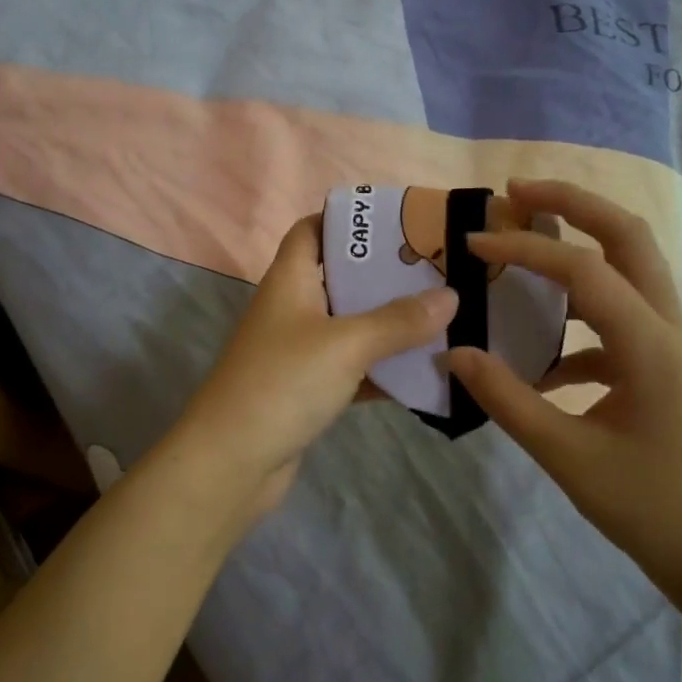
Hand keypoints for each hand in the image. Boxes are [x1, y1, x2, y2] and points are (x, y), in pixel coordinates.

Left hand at [177, 215, 456, 515]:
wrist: (232, 462)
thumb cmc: (283, 383)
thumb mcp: (346, 344)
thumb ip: (398, 320)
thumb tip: (450, 296)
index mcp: (289, 280)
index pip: (311, 230)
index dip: (346, 219)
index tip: (396, 222)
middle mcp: (292, 310)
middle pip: (340, 277)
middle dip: (385, 274)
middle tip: (437, 271)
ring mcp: (299, 352)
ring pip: (352, 326)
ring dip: (390, 324)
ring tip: (444, 315)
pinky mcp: (309, 391)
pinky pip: (354, 369)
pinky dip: (383, 369)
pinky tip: (425, 370)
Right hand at [445, 179, 681, 600]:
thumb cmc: (650, 507)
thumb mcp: (566, 456)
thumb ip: (506, 398)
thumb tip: (454, 352)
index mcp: (649, 343)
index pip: (582, 270)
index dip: (523, 249)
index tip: (472, 244)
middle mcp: (666, 328)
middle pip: (627, 237)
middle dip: (573, 203)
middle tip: (516, 191)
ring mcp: (667, 346)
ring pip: (628, 269)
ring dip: (579, 245)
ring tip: (525, 241)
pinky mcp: (659, 369)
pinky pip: (616, 319)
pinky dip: (576, 316)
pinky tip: (540, 357)